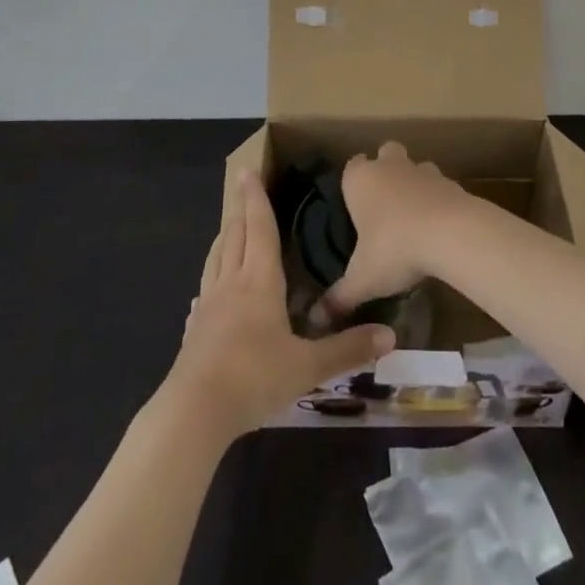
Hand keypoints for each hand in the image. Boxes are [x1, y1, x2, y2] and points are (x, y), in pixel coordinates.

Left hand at [163, 171, 394, 440]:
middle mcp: (231, 284)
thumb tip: (390, 335)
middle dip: (240, 210)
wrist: (194, 412)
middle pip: (234, 236)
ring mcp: (208, 307)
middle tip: (243, 190)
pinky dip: (210, 278)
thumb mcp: (308, 366)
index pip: (259, 228)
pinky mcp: (193, 331)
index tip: (248, 172)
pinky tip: (208, 290)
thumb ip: (348, 349)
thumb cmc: (255, 377)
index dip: (256, 199)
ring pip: (216, 259)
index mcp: (259, 281)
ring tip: (229, 228)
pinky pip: (204, 292)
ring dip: (224, 238)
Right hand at [319, 142, 470, 321]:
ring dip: (414, 184)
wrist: (451, 234)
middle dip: (385, 170)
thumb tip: (315, 320)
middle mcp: (390, 166)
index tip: (355, 206)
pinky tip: (438, 227)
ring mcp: (423, 170)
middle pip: (385, 153)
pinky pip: (440, 186)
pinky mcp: (451, 182)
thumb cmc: (395, 248)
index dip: (353, 184)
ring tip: (413, 218)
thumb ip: (338, 298)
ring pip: (415, 167)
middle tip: (384, 206)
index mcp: (360, 179)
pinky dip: (438, 200)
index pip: (351, 166)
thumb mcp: (362, 280)